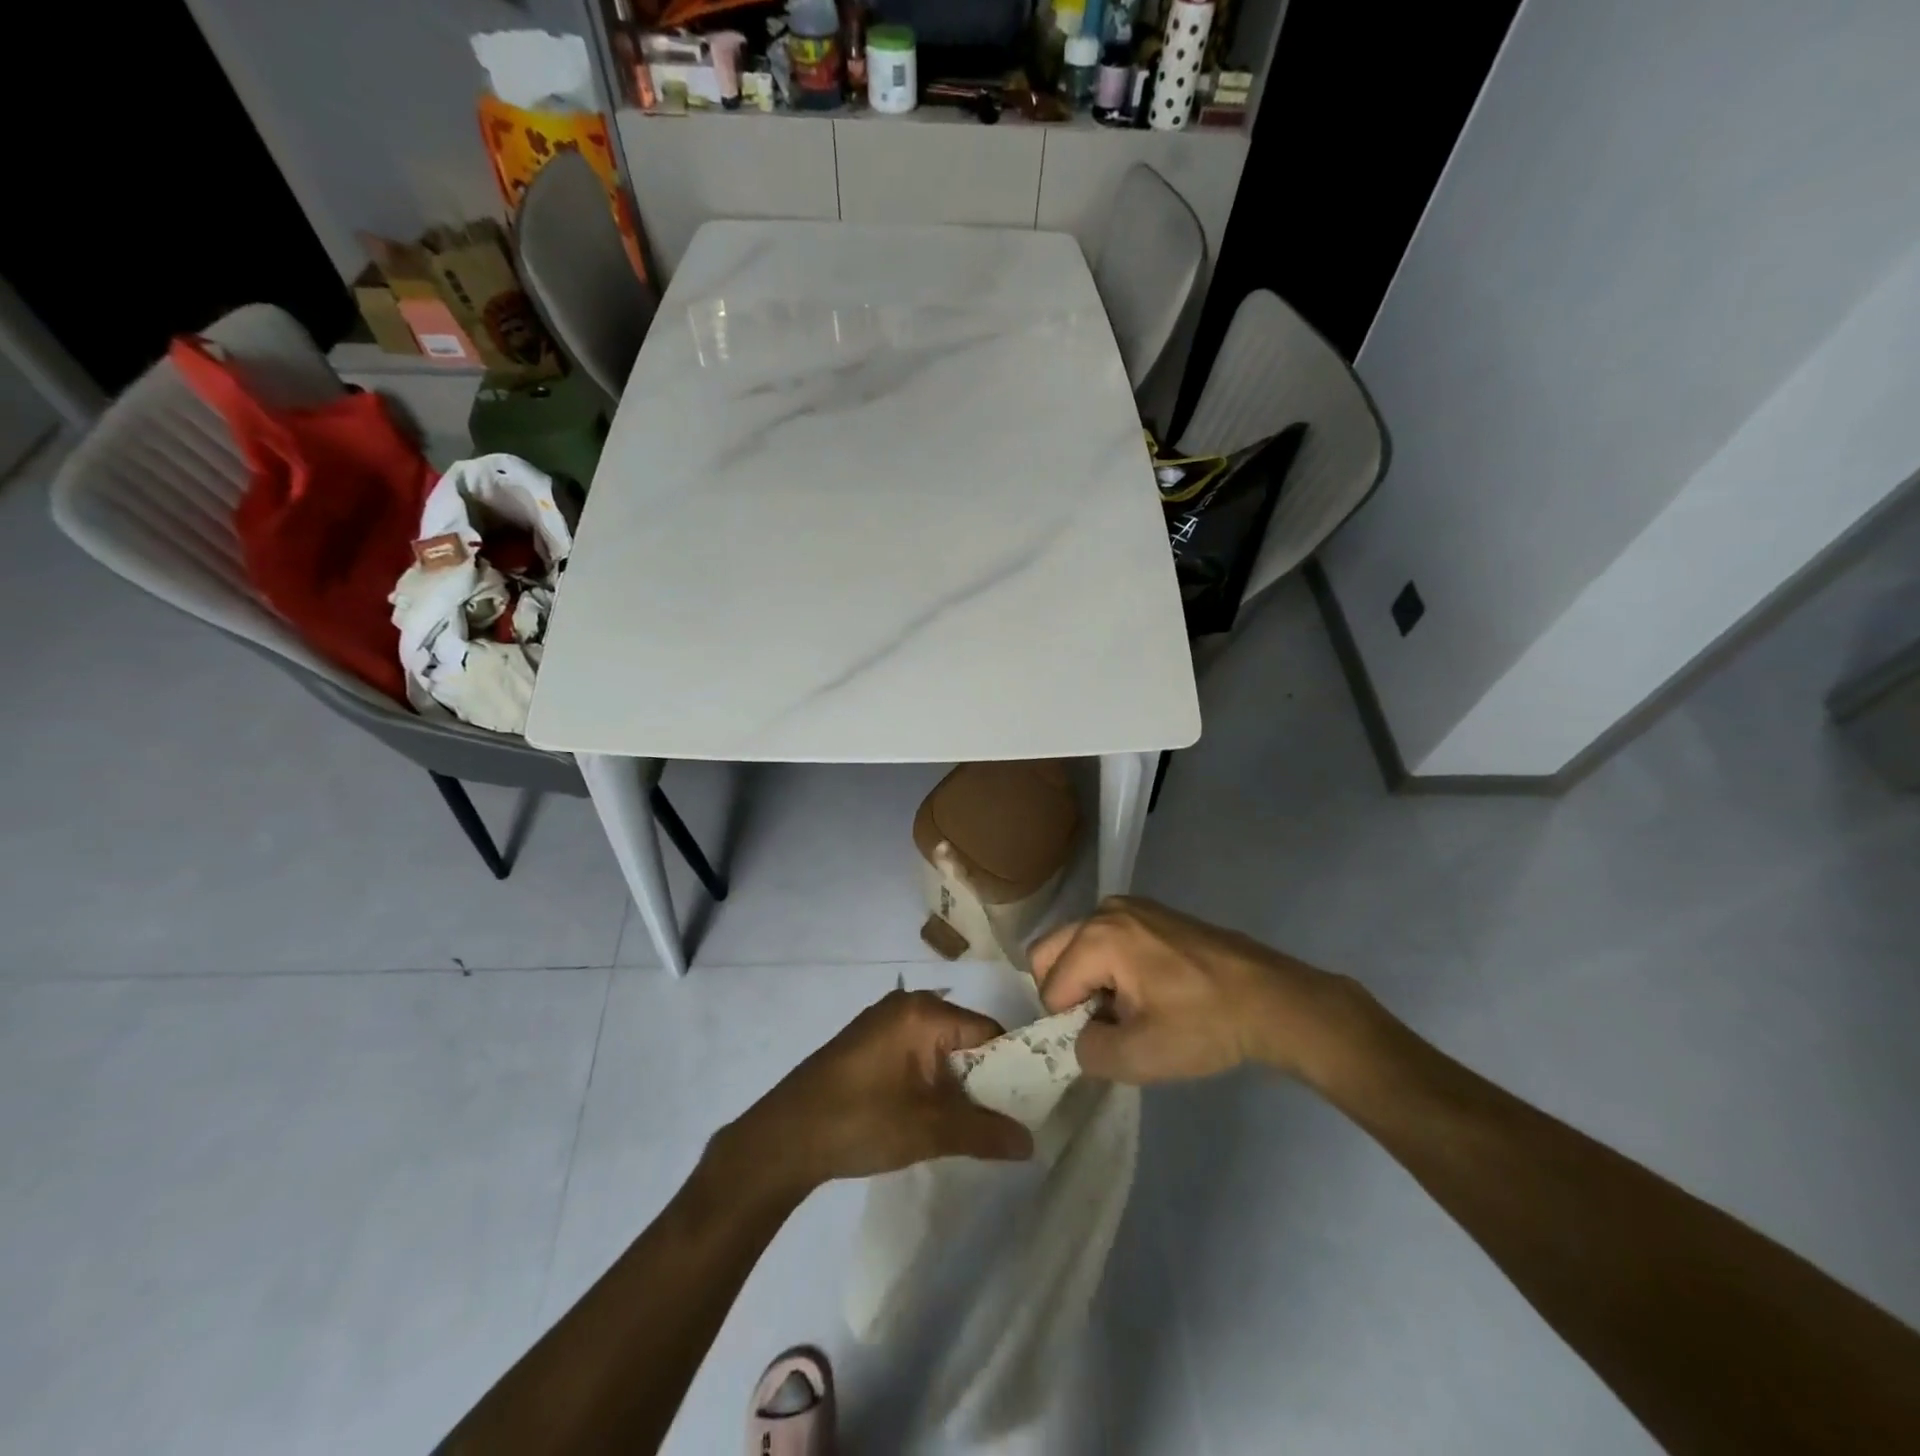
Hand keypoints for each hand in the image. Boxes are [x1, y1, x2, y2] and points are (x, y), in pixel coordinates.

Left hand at [717, 990, 1033, 1194]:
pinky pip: (917, 1055)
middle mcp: (906, 1005)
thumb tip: (1030, 1142)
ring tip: (972, 1125)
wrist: (783, 1138)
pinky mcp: (868, 1043)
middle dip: (984, 1080)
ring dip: (956, 1085)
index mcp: (923, 1012)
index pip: (988, 1032)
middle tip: (1002, 1121)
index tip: (1028, 1104)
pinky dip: (931, 1082)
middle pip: (965, 1039)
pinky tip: (932, 1116)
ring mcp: (884, 1023)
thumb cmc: (860, 1121)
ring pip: (941, 1050)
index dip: (1012, 1068)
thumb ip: (983, 1132)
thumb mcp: (928, 1130)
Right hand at [1028, 897, 1361, 1084]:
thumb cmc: (1204, 1025)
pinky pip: (1105, 938)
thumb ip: (1086, 1051)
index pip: (1051, 988)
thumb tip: (1079, 1036)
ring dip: (1088, 979)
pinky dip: (1109, 965)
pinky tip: (1148, 989)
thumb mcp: (1138, 1057)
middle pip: (1050, 953)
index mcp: (1097, 938)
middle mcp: (1104, 910)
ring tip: (1129, 1008)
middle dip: (1067, 993)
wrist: (1271, 999)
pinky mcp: (1150, 912)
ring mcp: (1129, 906)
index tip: (1109, 1038)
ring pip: (1076, 945)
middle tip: (1106, 1023)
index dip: (1068, 1023)